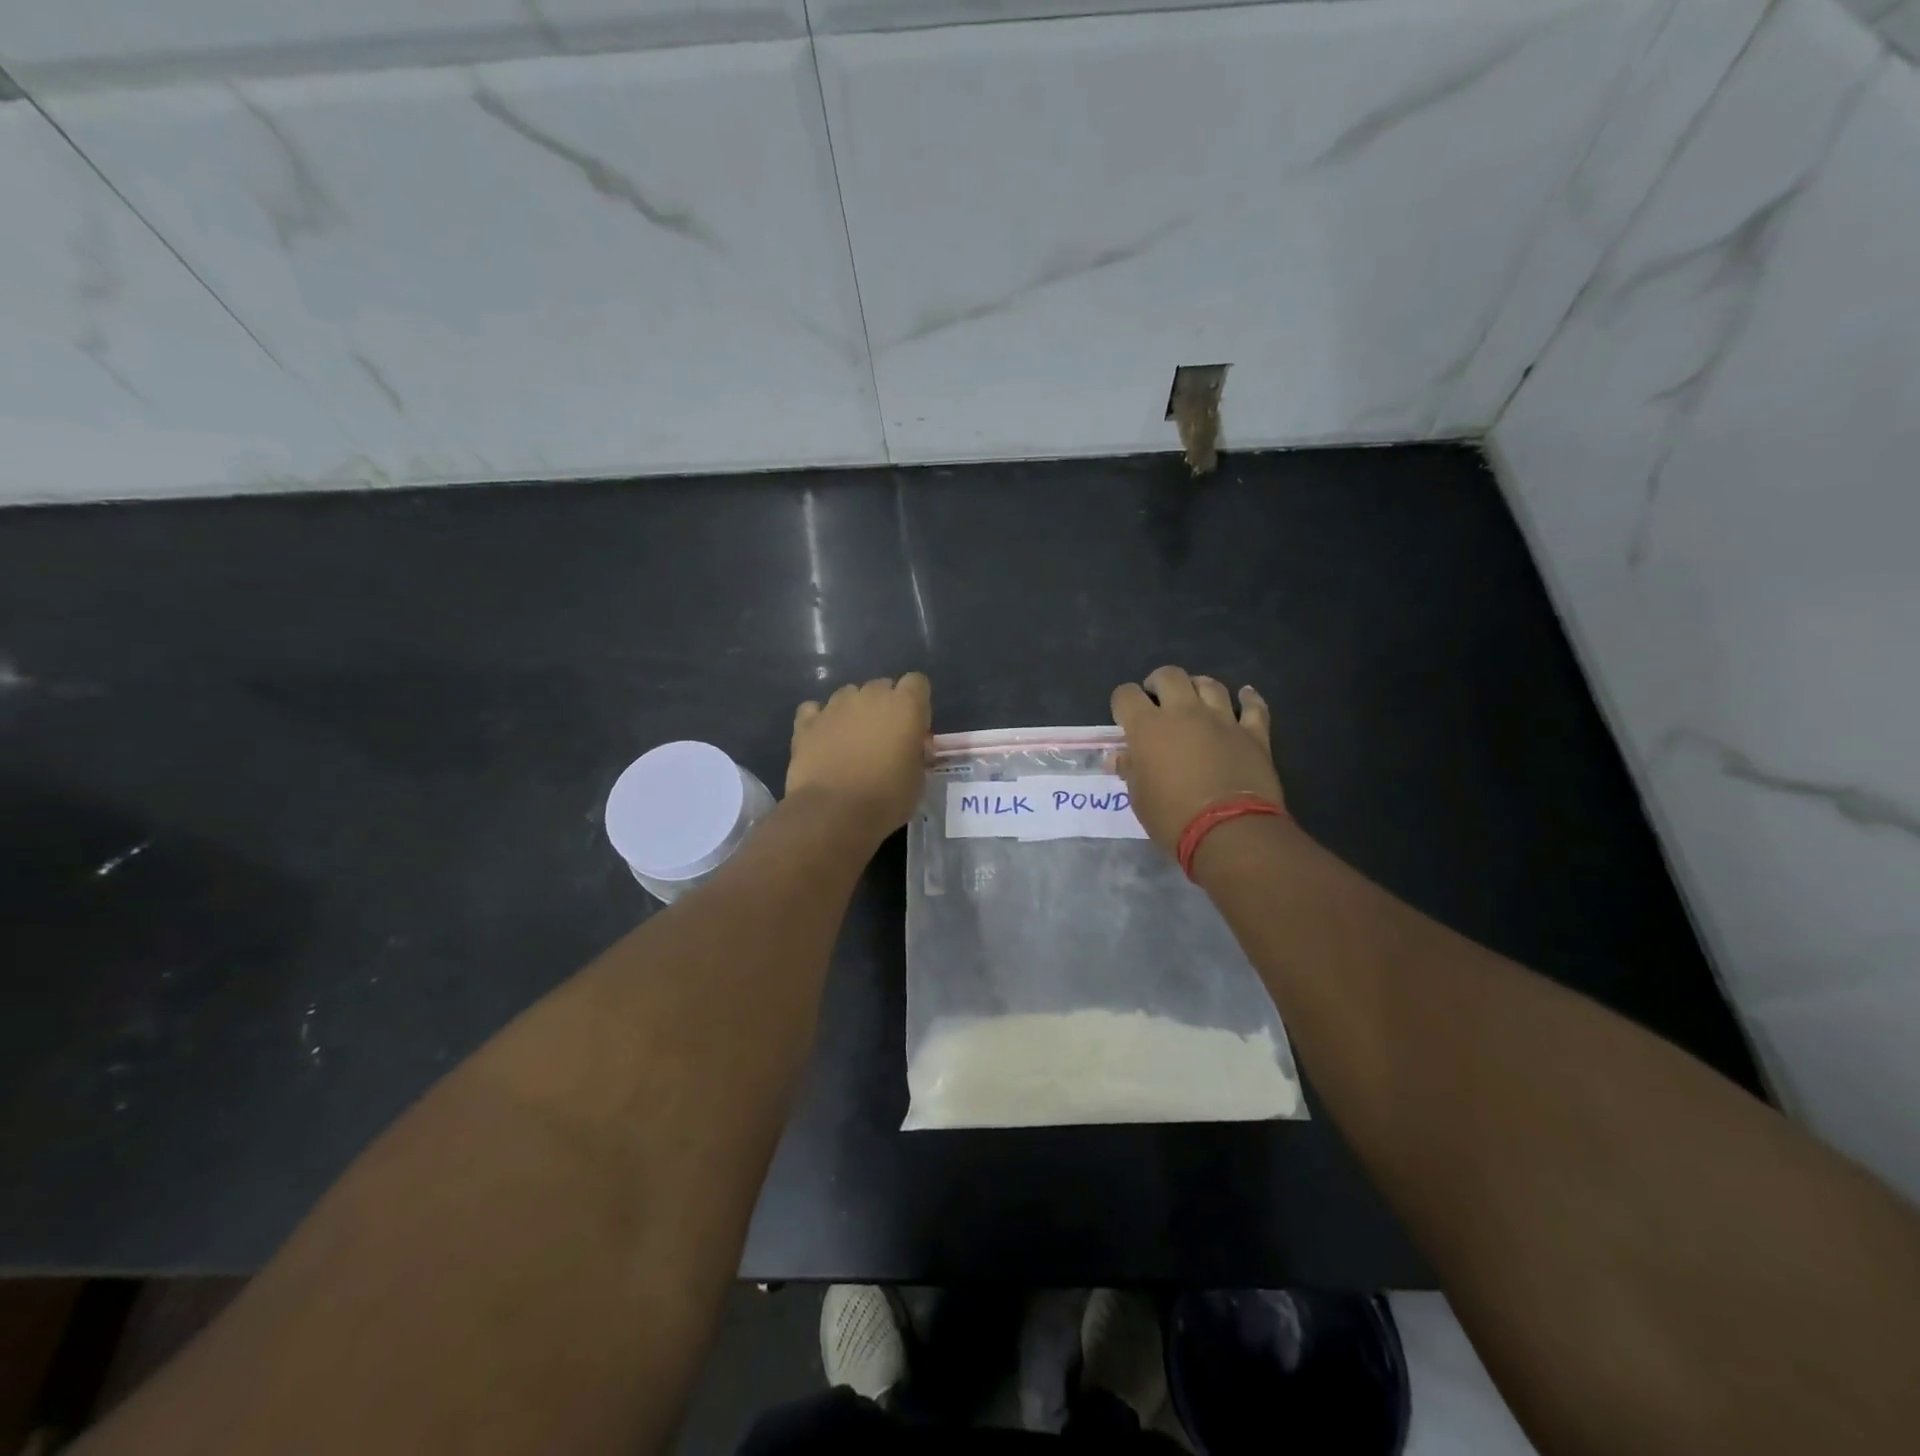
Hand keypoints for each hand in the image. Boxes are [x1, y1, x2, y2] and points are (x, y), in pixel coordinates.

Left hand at [786, 673, 931, 841]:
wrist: (833, 814)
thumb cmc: (886, 799)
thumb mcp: (918, 779)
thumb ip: (916, 753)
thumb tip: (909, 747)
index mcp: (905, 706)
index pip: (917, 682)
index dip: (917, 705)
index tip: (914, 730)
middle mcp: (870, 696)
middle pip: (882, 687)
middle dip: (885, 707)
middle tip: (883, 739)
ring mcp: (835, 706)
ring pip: (849, 695)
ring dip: (854, 712)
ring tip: (851, 742)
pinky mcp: (806, 722)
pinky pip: (815, 710)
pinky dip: (820, 721)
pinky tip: (823, 740)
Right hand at [1110, 666, 1282, 852]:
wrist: (1229, 831)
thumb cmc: (1173, 817)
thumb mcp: (1139, 798)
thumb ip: (1131, 770)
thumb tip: (1120, 757)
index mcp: (1148, 727)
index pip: (1126, 695)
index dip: (1122, 703)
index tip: (1124, 718)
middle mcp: (1184, 712)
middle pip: (1169, 676)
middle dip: (1159, 683)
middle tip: (1157, 700)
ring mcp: (1222, 719)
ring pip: (1209, 684)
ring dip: (1198, 687)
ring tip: (1195, 700)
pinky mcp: (1253, 733)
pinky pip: (1253, 707)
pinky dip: (1248, 699)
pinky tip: (1245, 695)